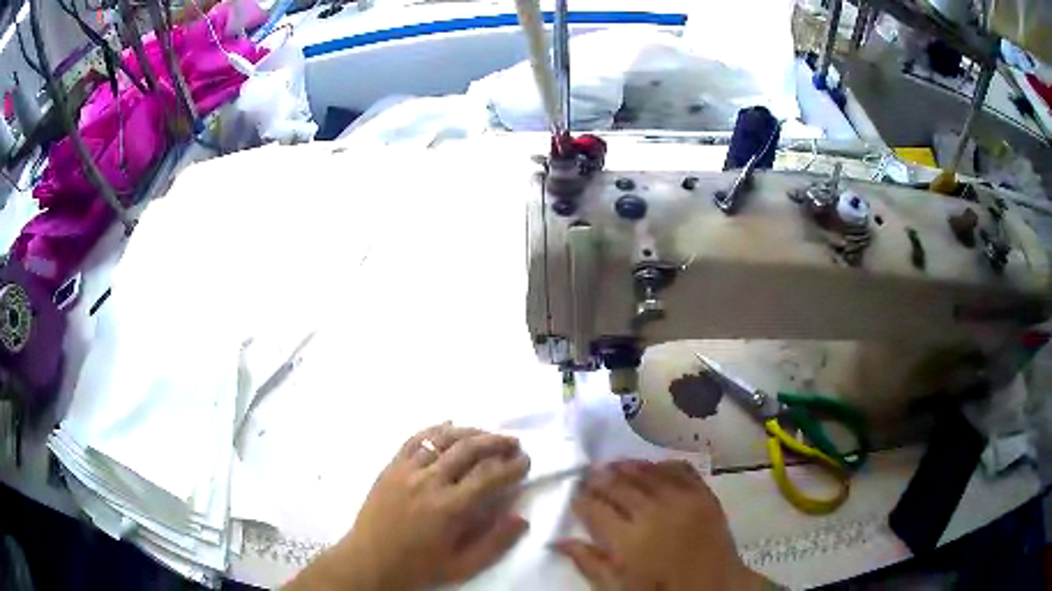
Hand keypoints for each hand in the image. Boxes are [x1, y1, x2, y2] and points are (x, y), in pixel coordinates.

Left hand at [286, 423, 530, 590]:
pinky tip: (450, 426)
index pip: (489, 477)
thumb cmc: (419, 567)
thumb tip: (522, 518)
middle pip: (469, 449)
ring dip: (470, 432)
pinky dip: (436, 429)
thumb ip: (495, 542)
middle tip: (513, 443)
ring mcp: (407, 470)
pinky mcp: (391, 467)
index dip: (512, 466)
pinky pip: (416, 439)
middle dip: (496, 442)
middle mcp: (429, 482)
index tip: (526, 461)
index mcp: (449, 508)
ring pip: (443, 439)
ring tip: (487, 434)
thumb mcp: (463, 565)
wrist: (370, 561)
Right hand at [553, 460, 765, 590]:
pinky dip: (661, 464)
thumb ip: (589, 563)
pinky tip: (651, 466)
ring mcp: (683, 500)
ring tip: (611, 465)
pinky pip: (679, 469)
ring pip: (646, 473)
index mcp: (630, 540)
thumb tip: (558, 541)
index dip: (581, 500)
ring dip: (626, 467)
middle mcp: (654, 513)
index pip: (596, 510)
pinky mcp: (704, 494)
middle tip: (588, 476)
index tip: (574, 497)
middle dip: (599, 479)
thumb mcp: (619, 587)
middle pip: (619, 486)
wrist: (716, 587)